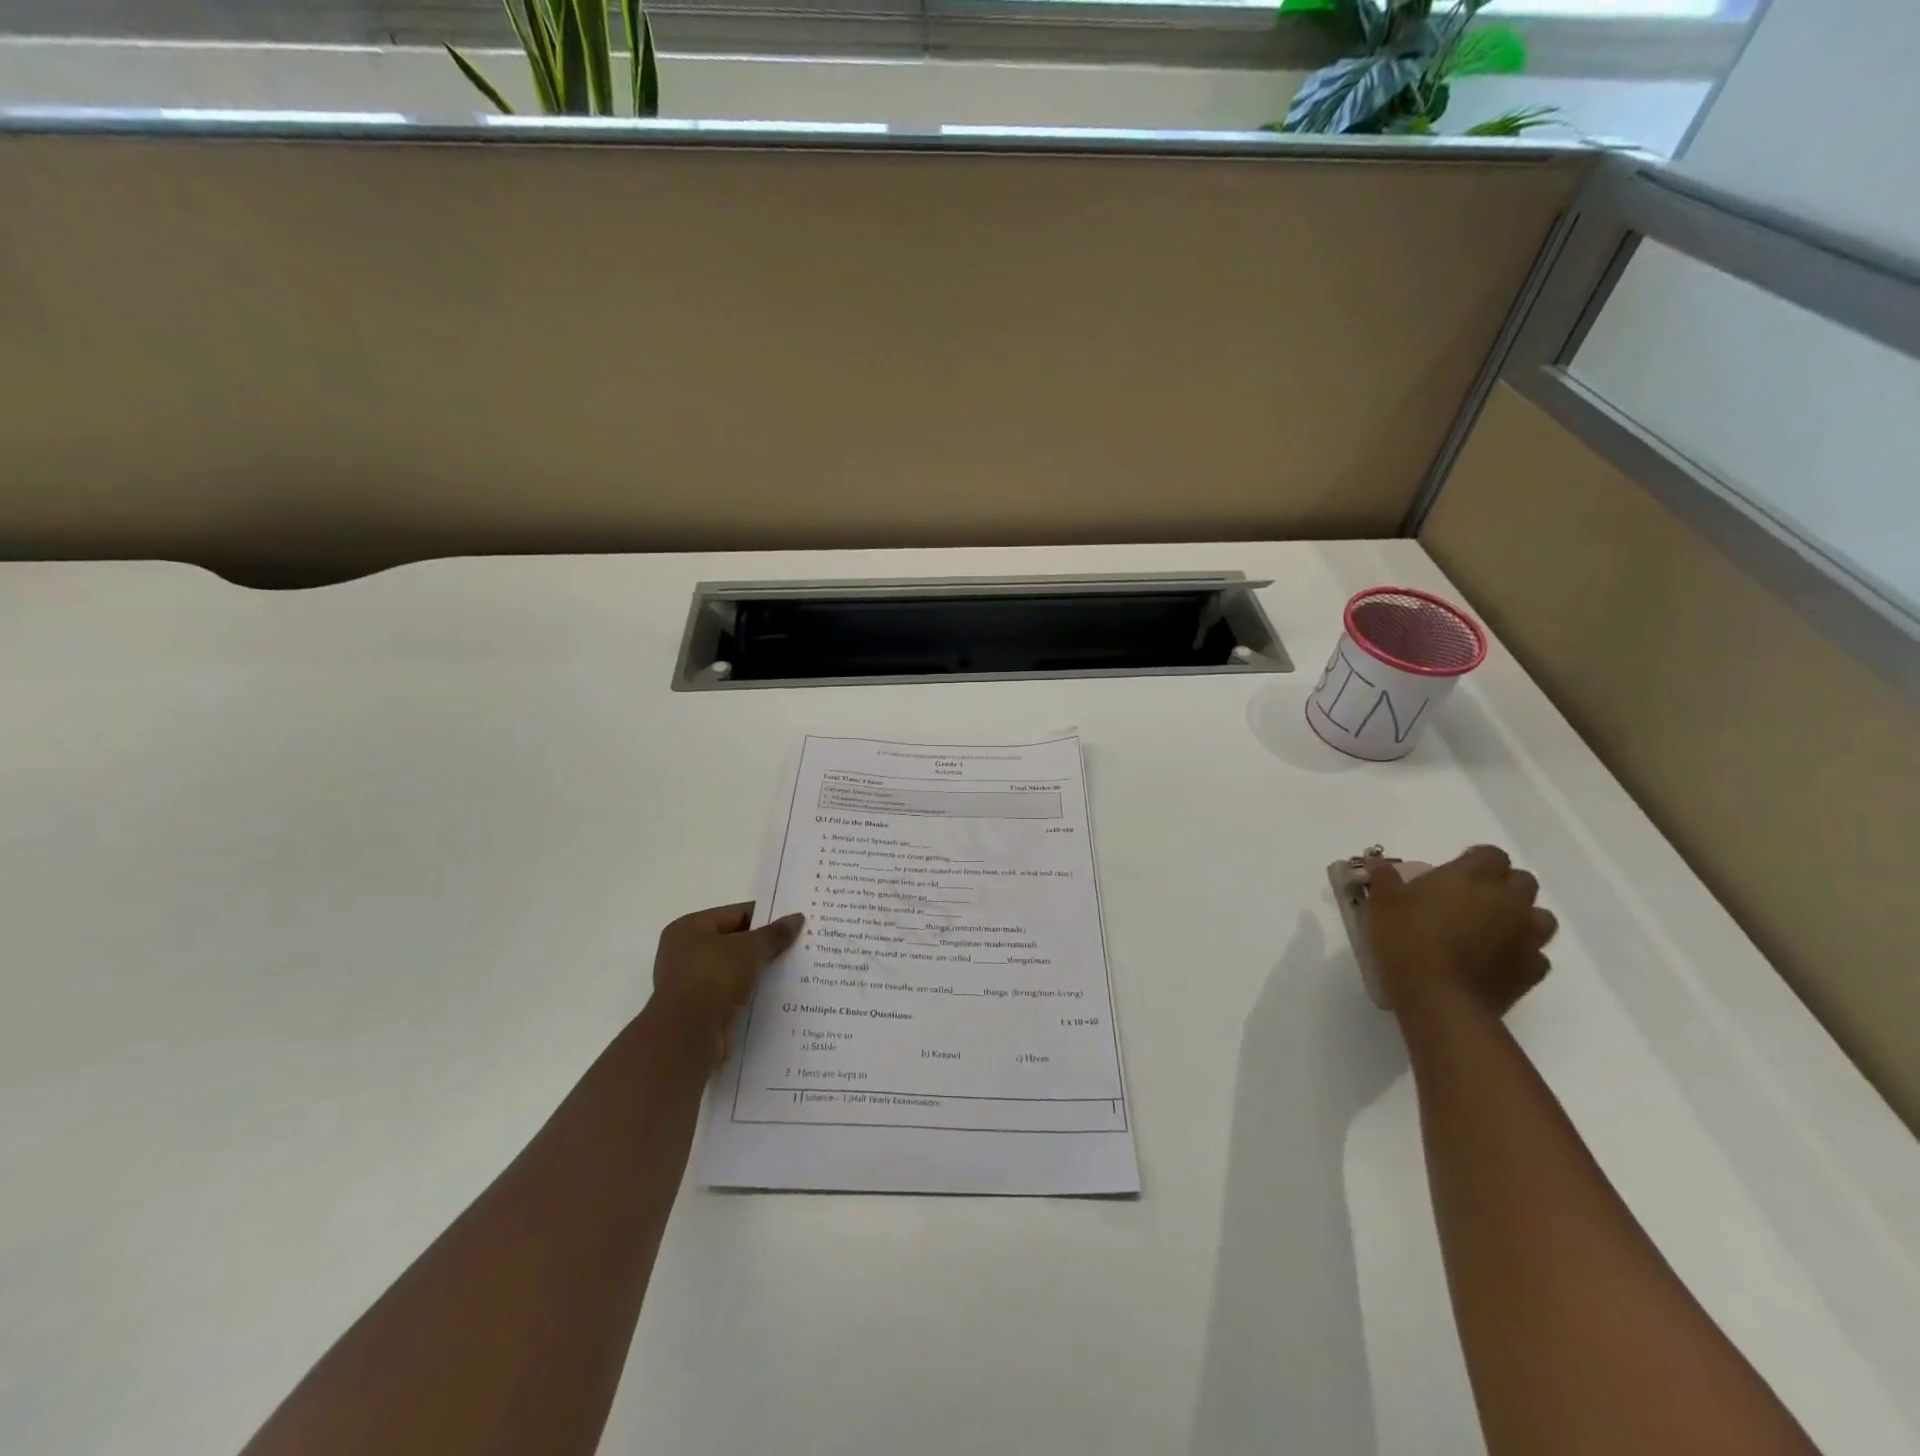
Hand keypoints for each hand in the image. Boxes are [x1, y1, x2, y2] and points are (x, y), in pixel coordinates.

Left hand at [649, 902, 804, 1068]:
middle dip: (765, 947)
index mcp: (690, 928)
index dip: (767, 917)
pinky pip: (733, 996)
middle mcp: (685, 953)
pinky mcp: (700, 1012)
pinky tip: (777, 997)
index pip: (737, 914)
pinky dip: (752, 995)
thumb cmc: (713, 978)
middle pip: (736, 943)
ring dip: (760, 973)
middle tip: (799, 947)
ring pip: (736, 971)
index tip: (796, 924)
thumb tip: (796, 918)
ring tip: (794, 972)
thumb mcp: (750, 949)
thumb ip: (774, 934)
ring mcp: (691, 985)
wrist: (688, 1038)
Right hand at [1360, 846, 1556, 1016]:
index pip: (1491, 854)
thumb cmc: (1408, 940)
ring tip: (1490, 928)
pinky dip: (1520, 953)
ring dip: (1520, 917)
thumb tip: (1377, 861)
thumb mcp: (1383, 904)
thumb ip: (1384, 878)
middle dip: (1502, 885)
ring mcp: (1527, 936)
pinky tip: (1496, 960)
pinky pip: (1536, 954)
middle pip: (1522, 880)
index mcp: (1473, 876)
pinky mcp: (1533, 970)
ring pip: (1539, 916)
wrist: (1439, 998)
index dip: (1476, 860)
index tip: (1454, 872)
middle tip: (1470, 898)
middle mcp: (1508, 900)